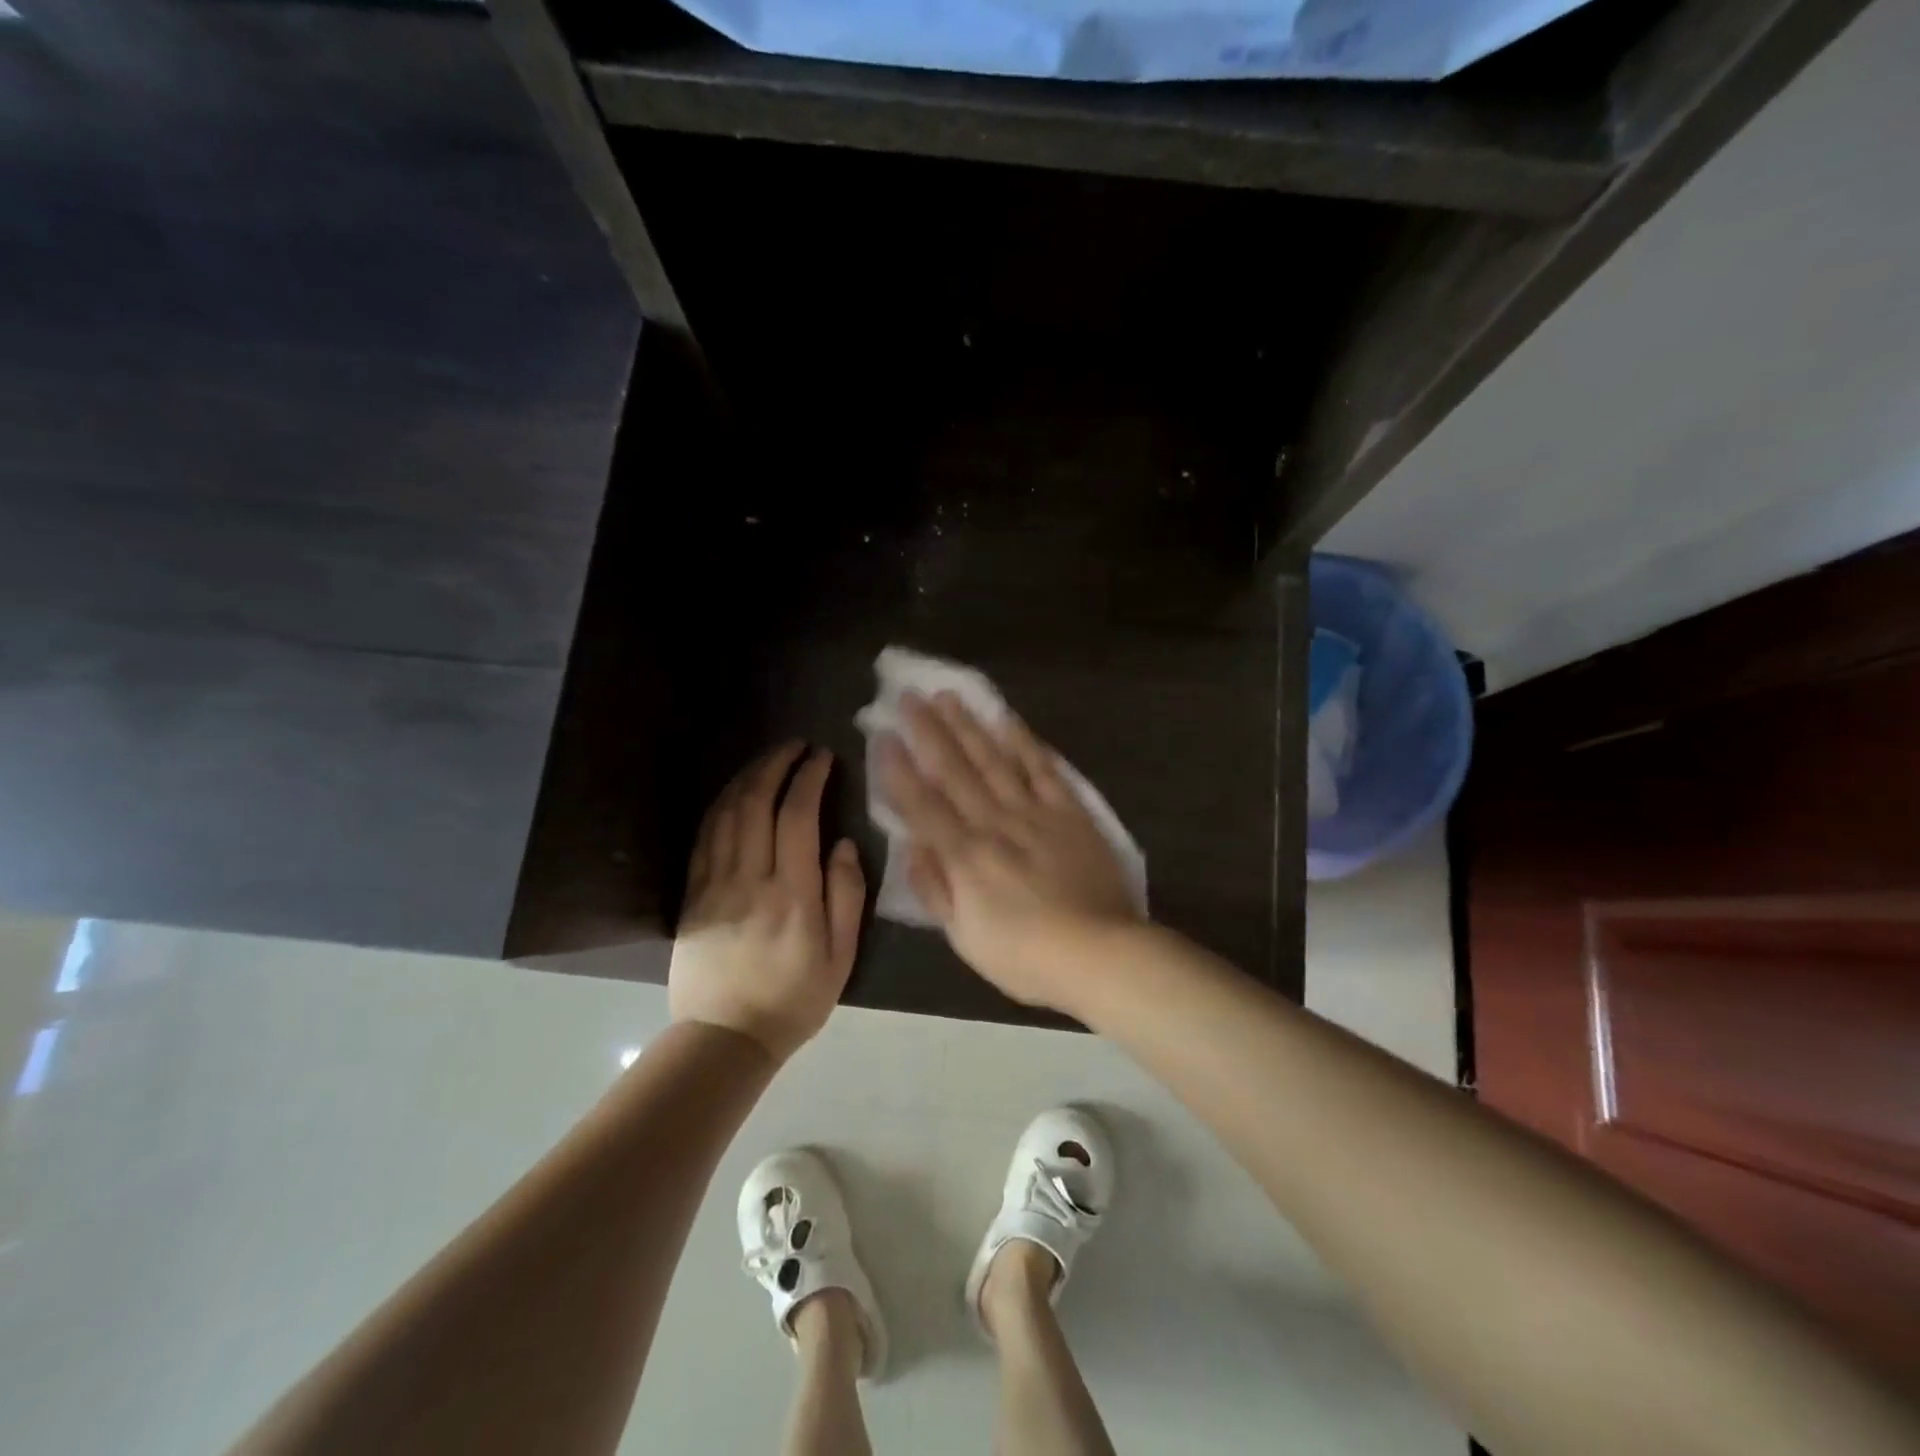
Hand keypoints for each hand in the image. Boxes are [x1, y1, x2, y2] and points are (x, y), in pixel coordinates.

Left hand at [669, 743, 865, 1062]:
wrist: (726, 1037)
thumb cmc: (794, 999)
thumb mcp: (841, 957)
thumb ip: (846, 896)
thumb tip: (842, 844)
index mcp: (792, 894)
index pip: (797, 816)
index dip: (809, 778)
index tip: (822, 757)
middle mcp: (750, 879)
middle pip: (756, 803)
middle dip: (776, 765)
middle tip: (796, 746)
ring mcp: (715, 885)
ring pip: (726, 813)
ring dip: (748, 777)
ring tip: (769, 760)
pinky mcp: (693, 895)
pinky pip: (704, 837)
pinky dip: (721, 805)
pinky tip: (735, 793)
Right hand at [877, 693, 1141, 1013]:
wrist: (1100, 953)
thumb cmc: (1026, 956)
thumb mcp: (965, 938)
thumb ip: (935, 889)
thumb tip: (912, 847)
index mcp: (965, 857)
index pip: (922, 805)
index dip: (899, 770)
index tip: (882, 736)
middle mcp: (994, 824)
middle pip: (955, 771)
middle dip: (928, 732)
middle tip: (908, 698)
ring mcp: (1034, 813)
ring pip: (994, 761)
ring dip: (969, 727)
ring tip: (949, 697)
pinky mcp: (1069, 812)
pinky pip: (1044, 769)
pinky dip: (1025, 742)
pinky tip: (1008, 720)